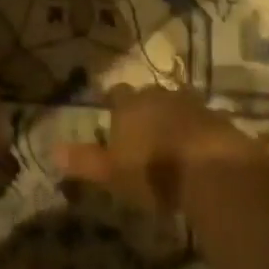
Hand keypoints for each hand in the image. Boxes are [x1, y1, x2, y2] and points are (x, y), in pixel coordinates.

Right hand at [53, 85, 264, 213]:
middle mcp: (157, 96)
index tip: (112, 116)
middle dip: (144, 108)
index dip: (114, 105)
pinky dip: (195, 129)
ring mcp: (189, 103)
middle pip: (146, 95)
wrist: (211, 168)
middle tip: (142, 129)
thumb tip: (52, 149)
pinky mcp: (216, 117)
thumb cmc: (154, 171)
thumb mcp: (113, 173)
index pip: (116, 95)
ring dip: (171, 116)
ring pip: (174, 103)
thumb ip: (85, 161)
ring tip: (169, 138)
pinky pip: (200, 119)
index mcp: (129, 105)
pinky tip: (196, 147)